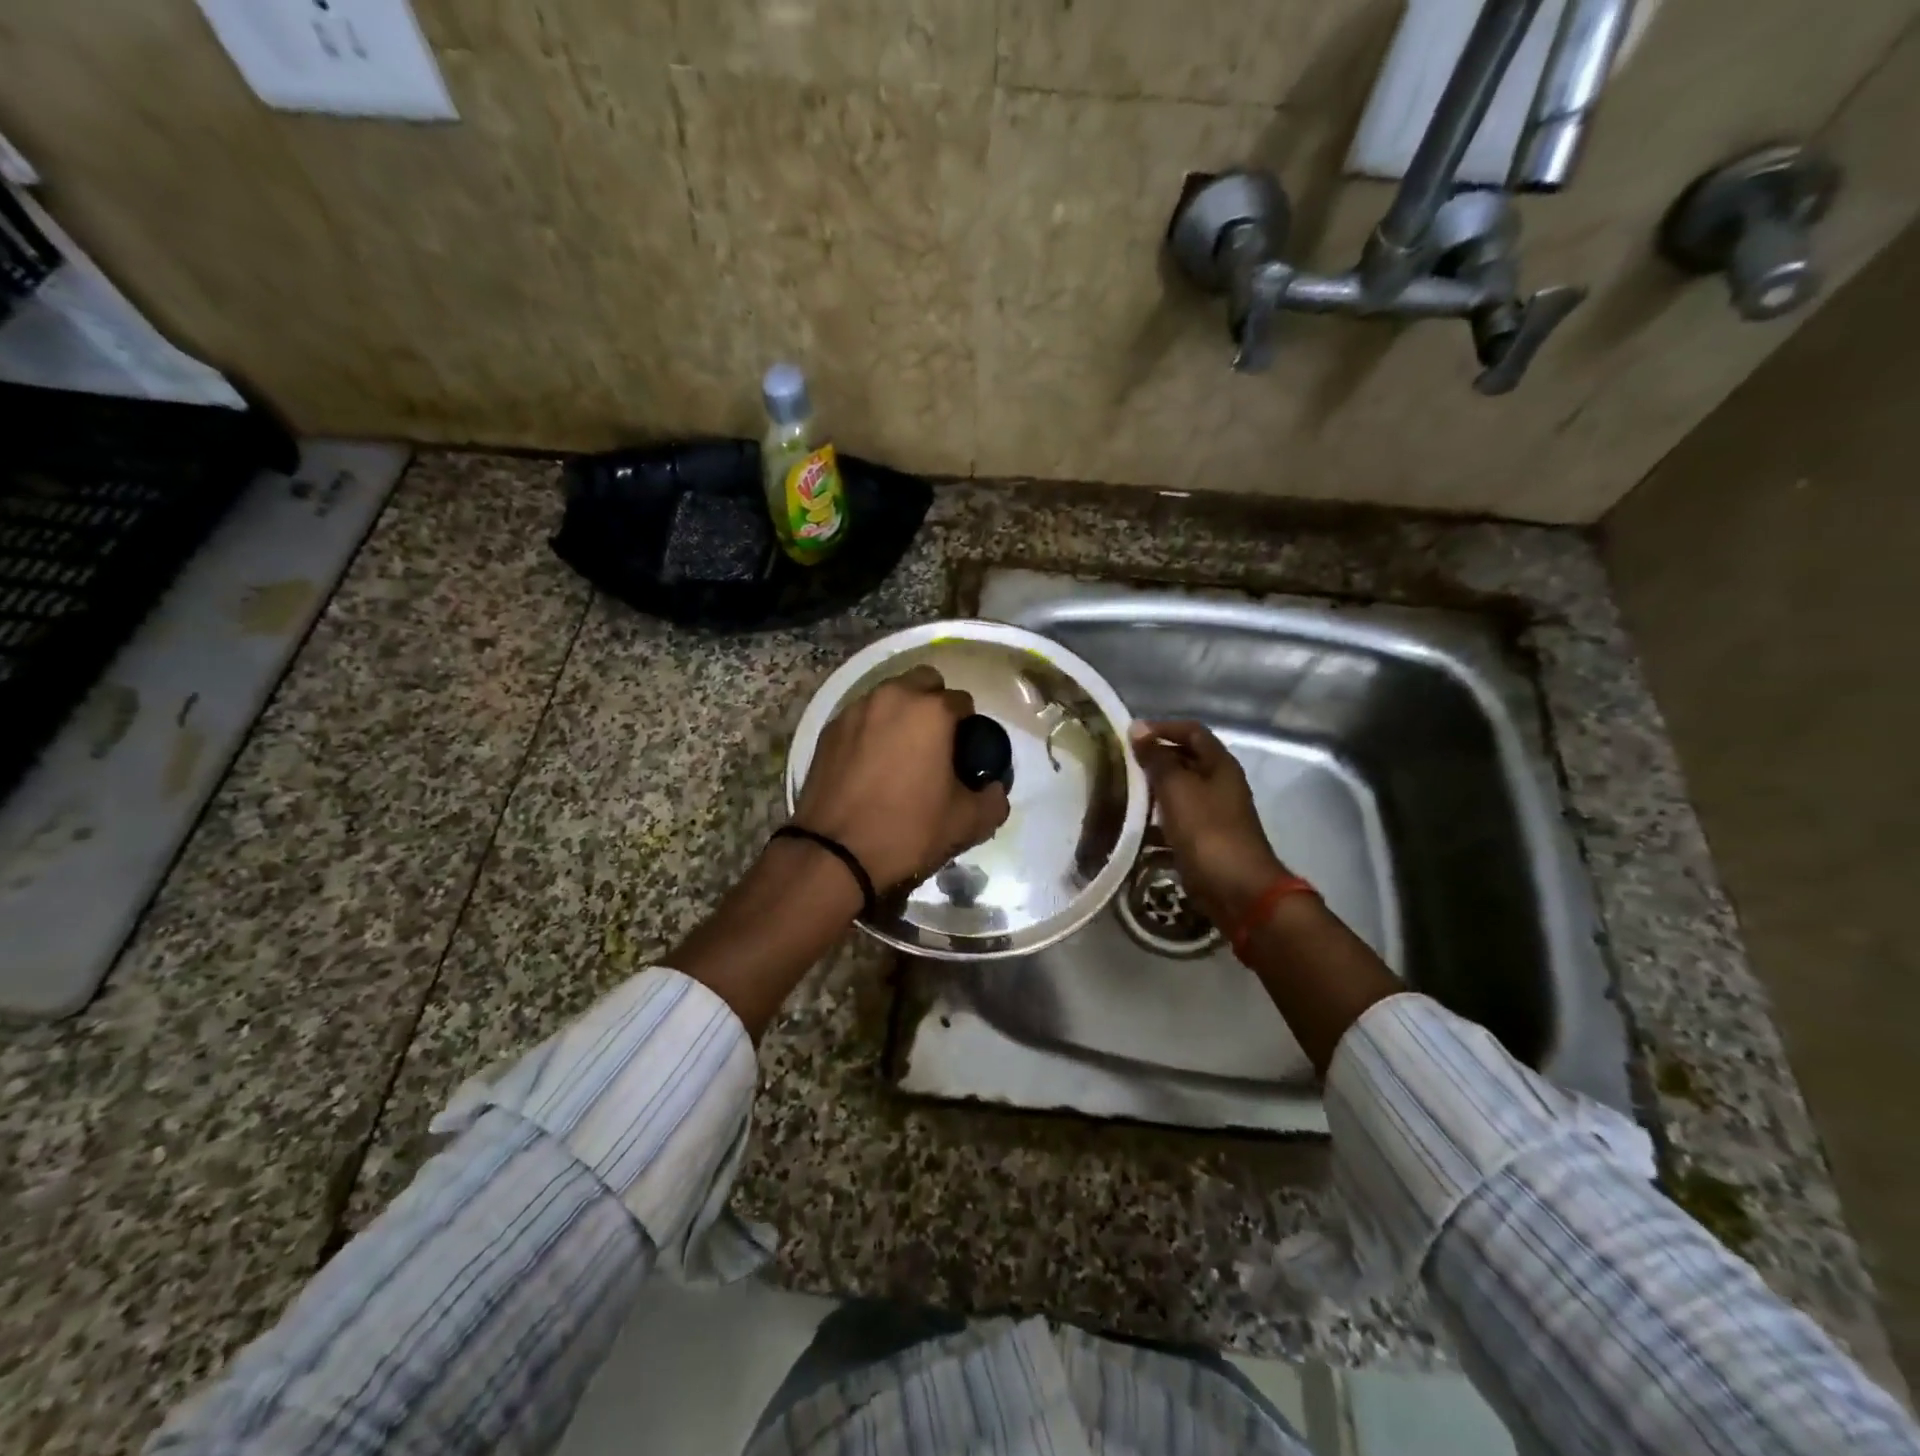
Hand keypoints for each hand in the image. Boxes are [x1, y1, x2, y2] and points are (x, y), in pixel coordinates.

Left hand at [793, 665, 1009, 890]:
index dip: (969, 727)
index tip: (965, 754)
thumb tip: (994, 789)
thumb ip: (994, 799)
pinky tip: (871, 764)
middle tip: (936, 743)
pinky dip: (872, 729)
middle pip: (924, 682)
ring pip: (889, 696)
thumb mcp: (967, 823)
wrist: (834, 854)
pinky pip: (861, 717)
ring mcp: (855, 710)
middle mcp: (892, 697)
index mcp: (931, 711)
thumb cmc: (908, 831)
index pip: (963, 701)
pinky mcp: (829, 729)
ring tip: (902, 753)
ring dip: (901, 713)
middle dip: (934, 703)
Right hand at [1130, 719, 1286, 929]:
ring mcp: (1214, 814)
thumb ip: (1157, 759)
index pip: (1191, 732)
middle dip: (1154, 760)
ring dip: (1152, 792)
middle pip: (1185, 761)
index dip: (1162, 727)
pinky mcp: (1205, 841)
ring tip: (1120, 794)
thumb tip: (1138, 728)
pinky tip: (1134, 829)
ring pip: (1179, 793)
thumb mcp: (1177, 789)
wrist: (1238, 890)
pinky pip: (1177, 822)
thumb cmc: (1207, 831)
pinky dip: (1156, 822)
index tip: (1130, 735)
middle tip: (1120, 764)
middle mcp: (1220, 785)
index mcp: (1219, 765)